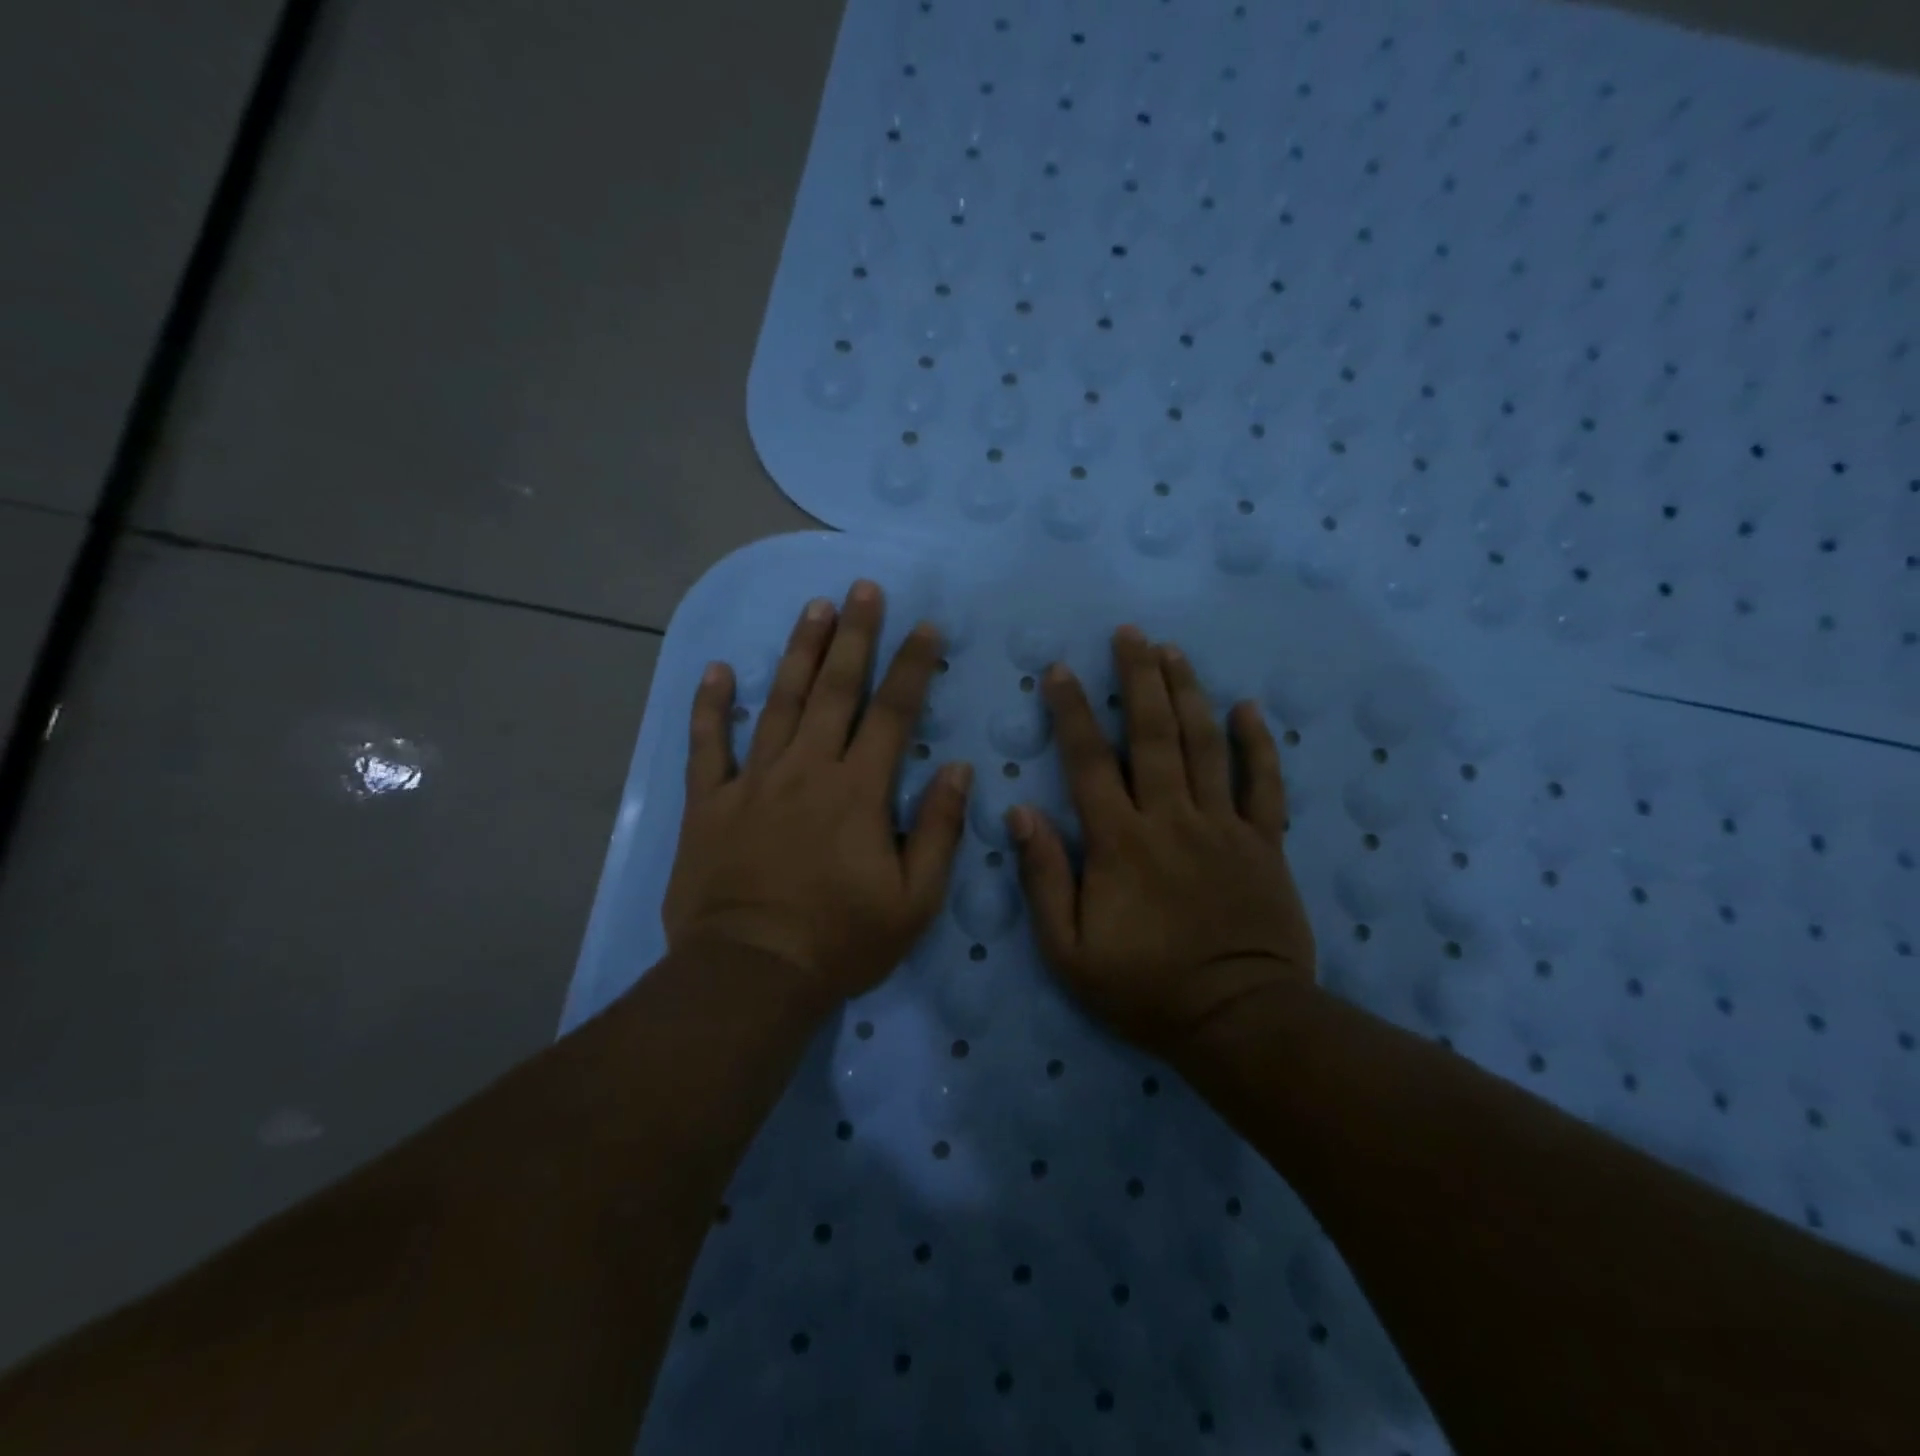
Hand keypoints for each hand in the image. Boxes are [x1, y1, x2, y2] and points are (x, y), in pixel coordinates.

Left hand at [663, 581, 972, 1008]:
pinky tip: (716, 671)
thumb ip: (939, 830)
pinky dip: (710, 707)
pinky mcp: (709, 803)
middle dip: (854, 635)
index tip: (925, 627)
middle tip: (862, 589)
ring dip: (798, 652)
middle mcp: (807, 770)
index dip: (912, 667)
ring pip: (777, 702)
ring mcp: (753, 781)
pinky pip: (706, 745)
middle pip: (834, 690)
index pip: (893, 713)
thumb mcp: (914, 900)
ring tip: (813, 608)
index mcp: (858, 791)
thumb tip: (959, 770)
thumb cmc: (841, 941)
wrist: (752, 974)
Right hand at [1006, 626, 1317, 1054]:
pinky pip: (1264, 783)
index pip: (1090, 761)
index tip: (1059, 669)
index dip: (1072, 711)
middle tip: (1129, 634)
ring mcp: (1224, 826)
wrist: (1239, 1022)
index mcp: (1120, 843)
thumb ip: (1044, 878)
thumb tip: (1020, 812)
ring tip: (1173, 651)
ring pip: (1205, 744)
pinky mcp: (1264, 843)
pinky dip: (1257, 743)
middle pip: (1154, 734)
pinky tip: (1248, 707)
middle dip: (1139, 678)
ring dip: (1188, 692)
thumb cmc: (1145, 989)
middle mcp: (1172, 819)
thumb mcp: (1069, 951)